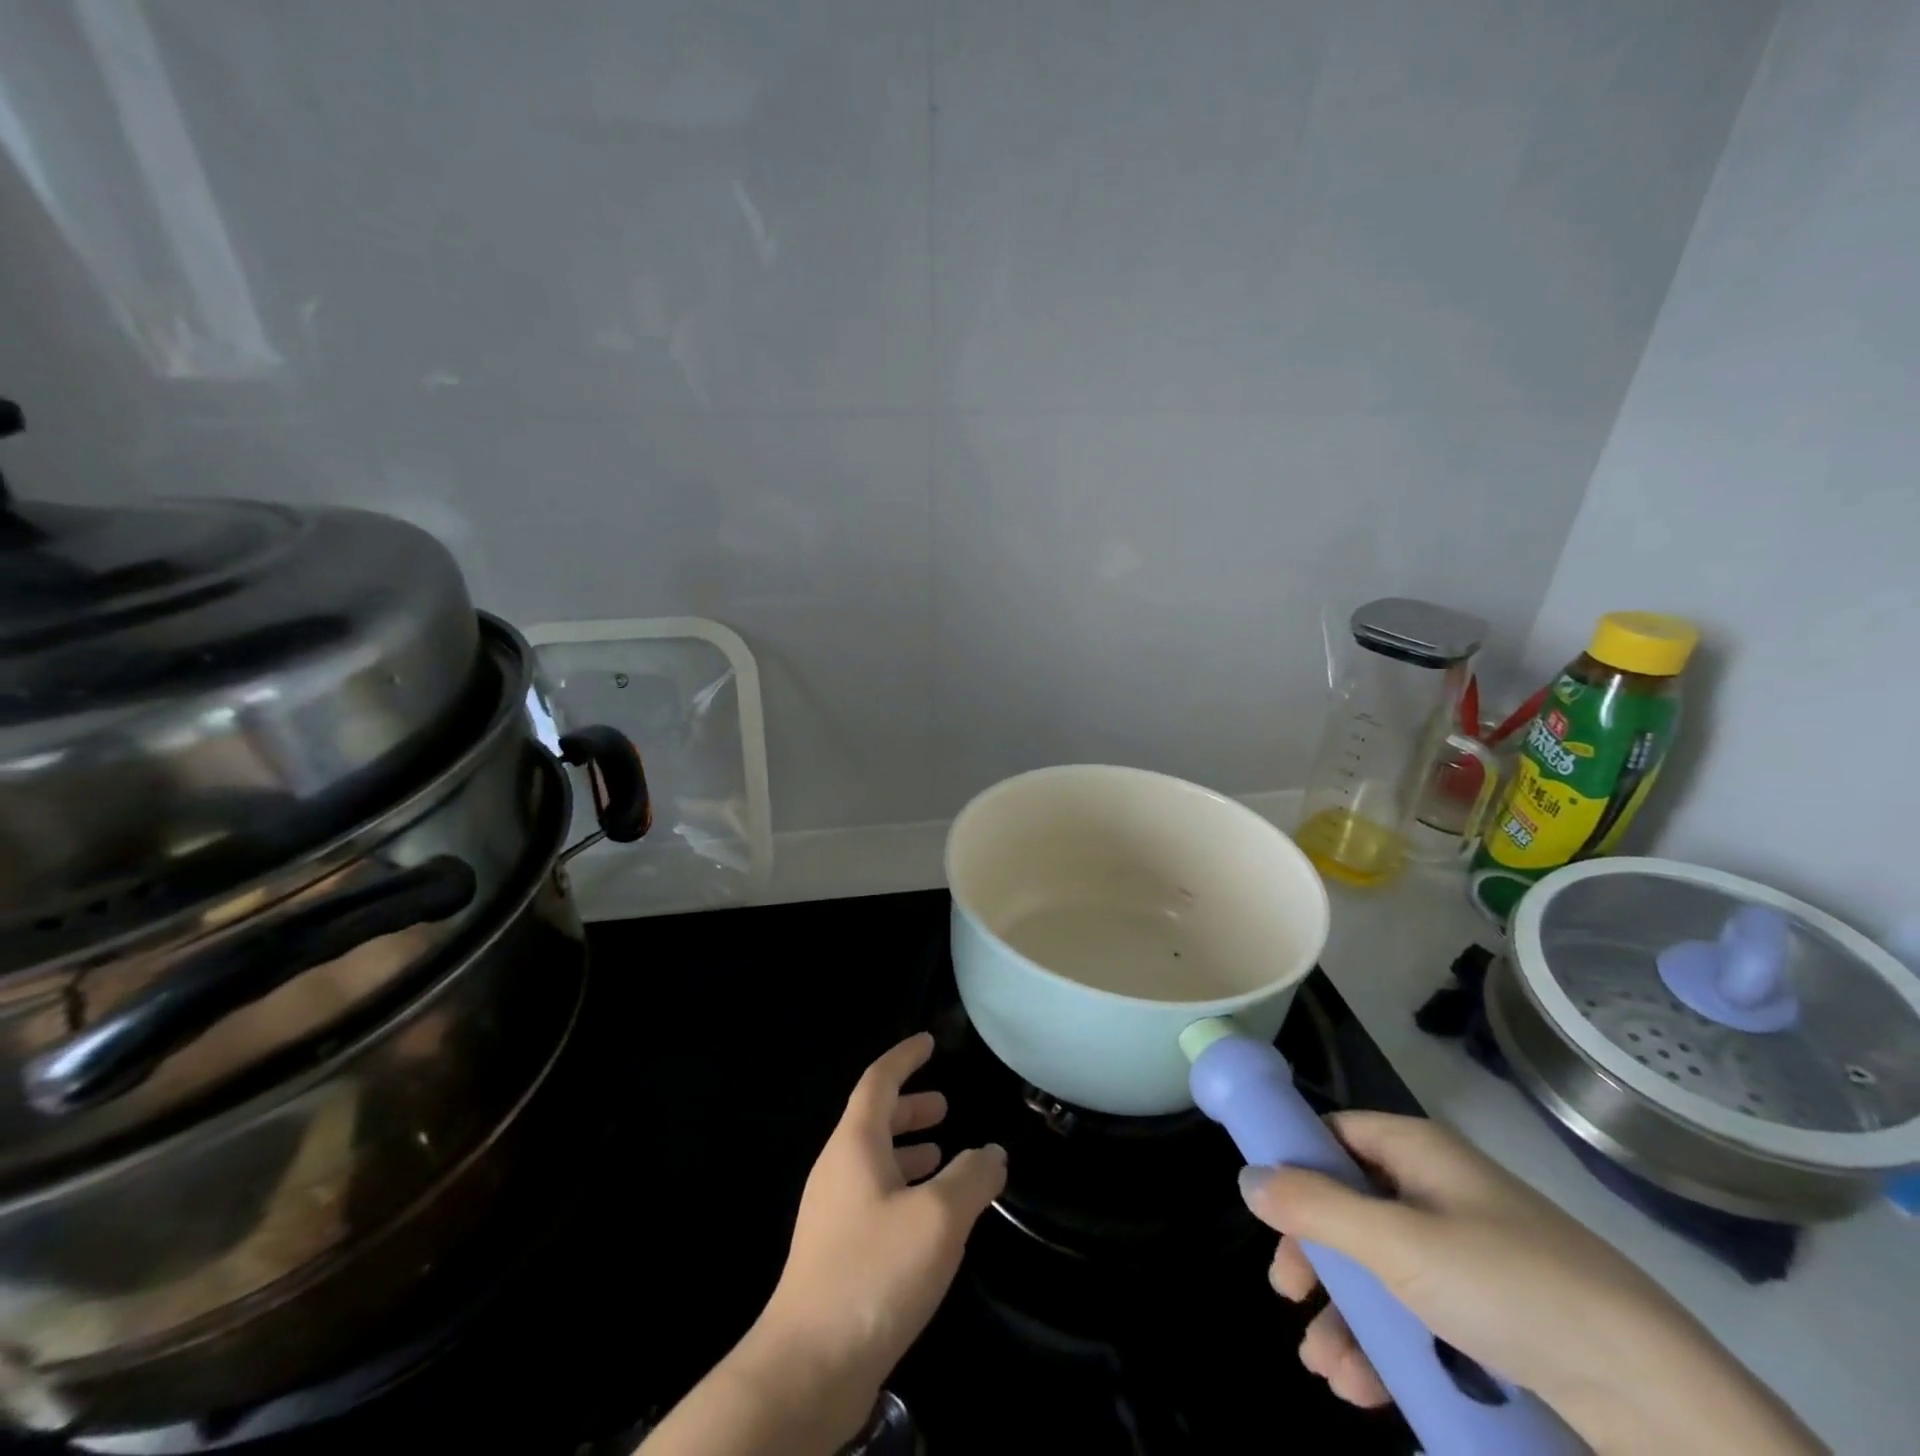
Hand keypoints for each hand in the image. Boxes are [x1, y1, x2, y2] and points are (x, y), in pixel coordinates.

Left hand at [749, 1034, 1005, 1433]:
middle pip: (874, 1120)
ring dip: (908, 1151)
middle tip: (944, 1105)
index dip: (904, 1057)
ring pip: (874, 1162)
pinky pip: (874, 1198)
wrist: (808, 1367)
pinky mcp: (836, 1253)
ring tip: (943, 1155)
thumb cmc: (873, 1271)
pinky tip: (929, 1218)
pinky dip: (904, 1189)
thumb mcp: (938, 1218)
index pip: (878, 1081)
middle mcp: (838, 1169)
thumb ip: (971, 1178)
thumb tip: (992, 1152)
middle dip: (910, 1108)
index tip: (929, 1042)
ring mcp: (833, 1213)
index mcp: (854, 1144)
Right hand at [1239, 1112, 1822, 1455]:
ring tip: (1328, 1372)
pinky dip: (1389, 1347)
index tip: (1267, 1213)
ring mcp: (1471, 1255)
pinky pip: (1422, 1314)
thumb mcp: (1397, 1245)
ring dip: (1348, 1318)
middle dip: (1316, 1258)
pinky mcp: (1497, 1316)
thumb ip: (1315, 1208)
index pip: (1335, 1135)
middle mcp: (1440, 1191)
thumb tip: (1245, 1177)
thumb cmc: (1509, 1288)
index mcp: (1419, 1151)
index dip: (1295, 1166)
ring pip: (1383, 1271)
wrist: (1658, 1401)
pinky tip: (1366, 1389)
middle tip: (1288, 1295)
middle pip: (1352, 1207)